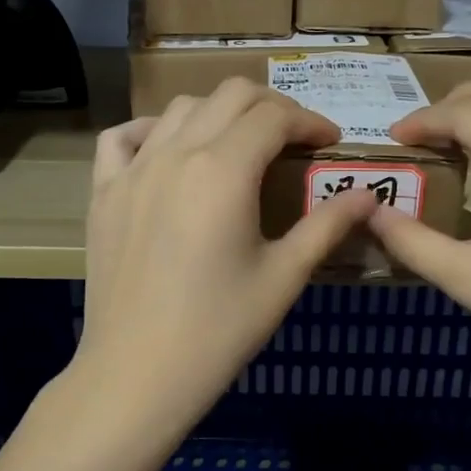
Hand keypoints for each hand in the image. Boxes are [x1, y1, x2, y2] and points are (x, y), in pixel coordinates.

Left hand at [74, 79, 378, 443]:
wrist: (137, 374)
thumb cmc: (219, 331)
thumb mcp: (283, 277)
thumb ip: (327, 226)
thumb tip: (368, 195)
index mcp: (223, 171)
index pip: (274, 117)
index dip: (310, 122)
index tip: (330, 144)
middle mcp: (175, 154)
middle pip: (229, 95)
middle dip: (271, 106)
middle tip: (294, 139)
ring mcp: (132, 170)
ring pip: (180, 108)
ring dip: (219, 113)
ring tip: (240, 145)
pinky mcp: (103, 192)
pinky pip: (122, 137)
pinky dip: (152, 130)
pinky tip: (169, 151)